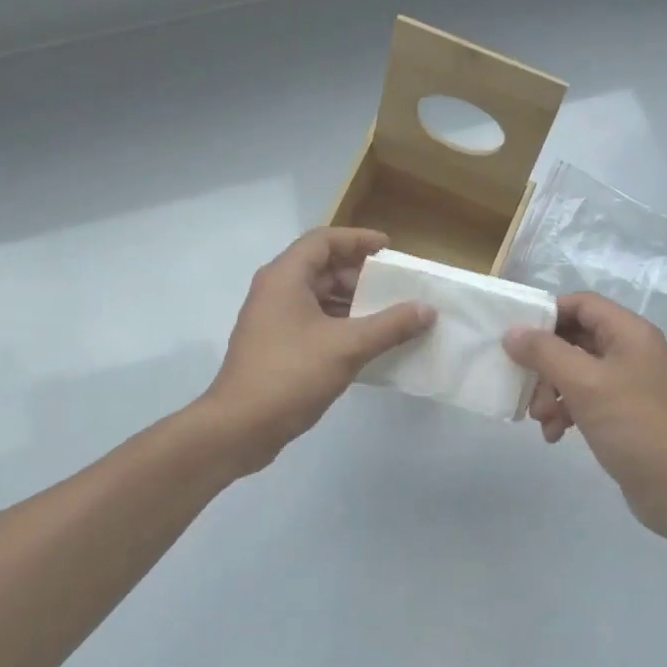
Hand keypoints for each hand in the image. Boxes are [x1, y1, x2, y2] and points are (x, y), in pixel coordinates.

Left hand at [200, 229, 434, 472]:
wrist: (240, 426)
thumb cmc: (291, 375)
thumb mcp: (347, 347)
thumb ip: (390, 325)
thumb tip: (427, 309)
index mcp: (285, 277)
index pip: (324, 240)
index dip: (358, 240)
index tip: (390, 250)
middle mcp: (275, 291)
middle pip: (321, 268)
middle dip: (359, 275)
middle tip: (394, 288)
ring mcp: (272, 320)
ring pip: (317, 298)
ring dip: (351, 303)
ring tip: (388, 316)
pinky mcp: (275, 347)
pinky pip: (312, 323)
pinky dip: (340, 326)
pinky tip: (366, 344)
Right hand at [504, 293, 666, 537]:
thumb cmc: (633, 425)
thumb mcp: (584, 384)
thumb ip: (544, 353)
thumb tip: (512, 333)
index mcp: (629, 333)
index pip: (581, 304)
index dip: (547, 315)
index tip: (518, 340)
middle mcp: (630, 351)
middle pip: (574, 340)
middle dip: (544, 364)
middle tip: (528, 390)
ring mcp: (627, 384)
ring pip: (574, 372)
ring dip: (551, 392)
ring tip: (542, 420)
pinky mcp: (623, 414)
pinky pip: (584, 400)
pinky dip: (565, 413)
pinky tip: (555, 436)